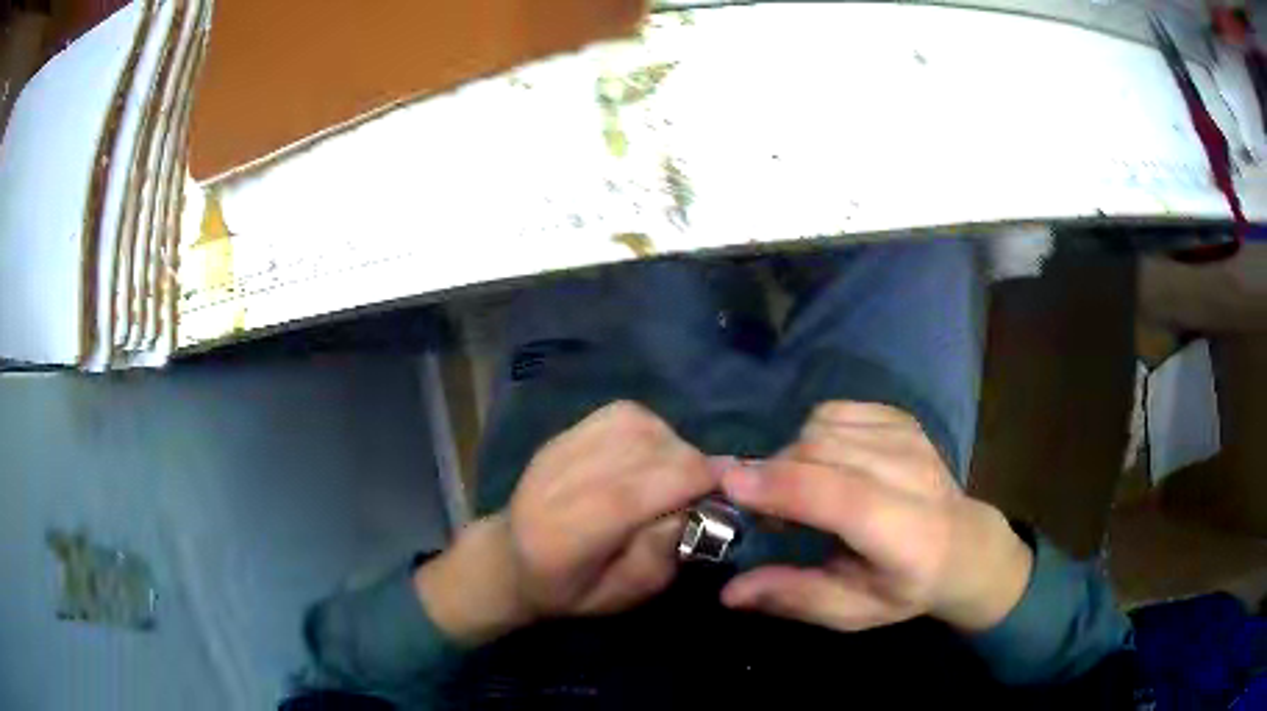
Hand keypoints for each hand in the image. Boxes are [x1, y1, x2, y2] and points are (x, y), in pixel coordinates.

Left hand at [417, 401, 714, 643]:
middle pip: (643, 451)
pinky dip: (651, 430)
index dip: (693, 480)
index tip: (730, 489)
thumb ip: (662, 553)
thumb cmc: (569, 590)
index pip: (635, 491)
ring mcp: (558, 450)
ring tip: (675, 474)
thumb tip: (698, 503)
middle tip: (703, 490)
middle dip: (691, 465)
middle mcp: (559, 482)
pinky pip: (623, 414)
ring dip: (673, 445)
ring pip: (637, 424)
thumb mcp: (623, 595)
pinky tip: (651, 455)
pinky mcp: (563, 433)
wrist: (509, 558)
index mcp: (568, 535)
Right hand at [719, 402, 1032, 632]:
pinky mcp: (902, 419)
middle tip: (762, 509)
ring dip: (791, 455)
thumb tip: (729, 591)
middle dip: (774, 473)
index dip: (784, 487)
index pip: (843, 498)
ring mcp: (910, 439)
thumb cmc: (905, 586)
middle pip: (824, 453)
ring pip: (824, 426)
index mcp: (906, 535)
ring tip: (797, 489)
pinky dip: (813, 433)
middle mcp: (913, 475)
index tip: (730, 485)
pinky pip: (836, 411)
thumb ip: (794, 597)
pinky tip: (823, 463)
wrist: (963, 544)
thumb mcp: (852, 611)